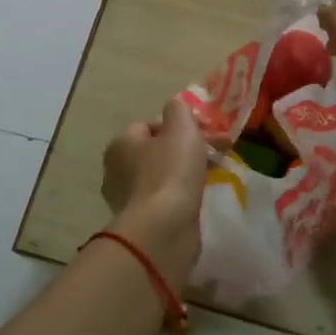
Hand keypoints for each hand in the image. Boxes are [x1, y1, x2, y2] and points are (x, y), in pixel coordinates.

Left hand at [100, 96, 206, 288]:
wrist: (163, 230)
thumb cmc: (170, 172)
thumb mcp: (180, 128)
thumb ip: (178, 110)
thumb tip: (175, 104)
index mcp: (120, 144)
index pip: (149, 126)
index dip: (178, 126)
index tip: (203, 134)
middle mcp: (117, 170)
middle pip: (158, 151)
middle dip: (187, 149)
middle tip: (217, 153)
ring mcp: (128, 199)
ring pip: (163, 176)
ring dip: (186, 173)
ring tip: (213, 174)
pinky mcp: (142, 222)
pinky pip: (165, 199)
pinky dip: (182, 196)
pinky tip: (199, 198)